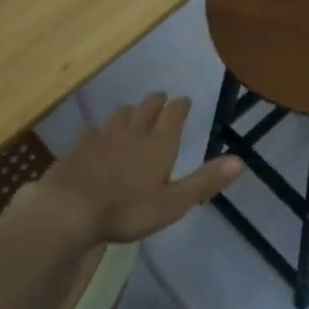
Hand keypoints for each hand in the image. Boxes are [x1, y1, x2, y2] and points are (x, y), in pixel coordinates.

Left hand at [29, 92, 242, 244]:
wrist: (69, 208)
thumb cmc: (127, 209)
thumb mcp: (173, 202)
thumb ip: (205, 181)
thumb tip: (240, 161)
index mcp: (159, 144)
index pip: (174, 114)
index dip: (181, 106)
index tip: (185, 100)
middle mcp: (133, 132)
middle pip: (147, 108)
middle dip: (157, 101)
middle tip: (162, 99)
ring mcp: (103, 137)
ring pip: (121, 114)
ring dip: (132, 109)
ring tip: (135, 111)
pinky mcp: (80, 146)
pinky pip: (95, 129)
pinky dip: (102, 128)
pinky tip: (98, 133)